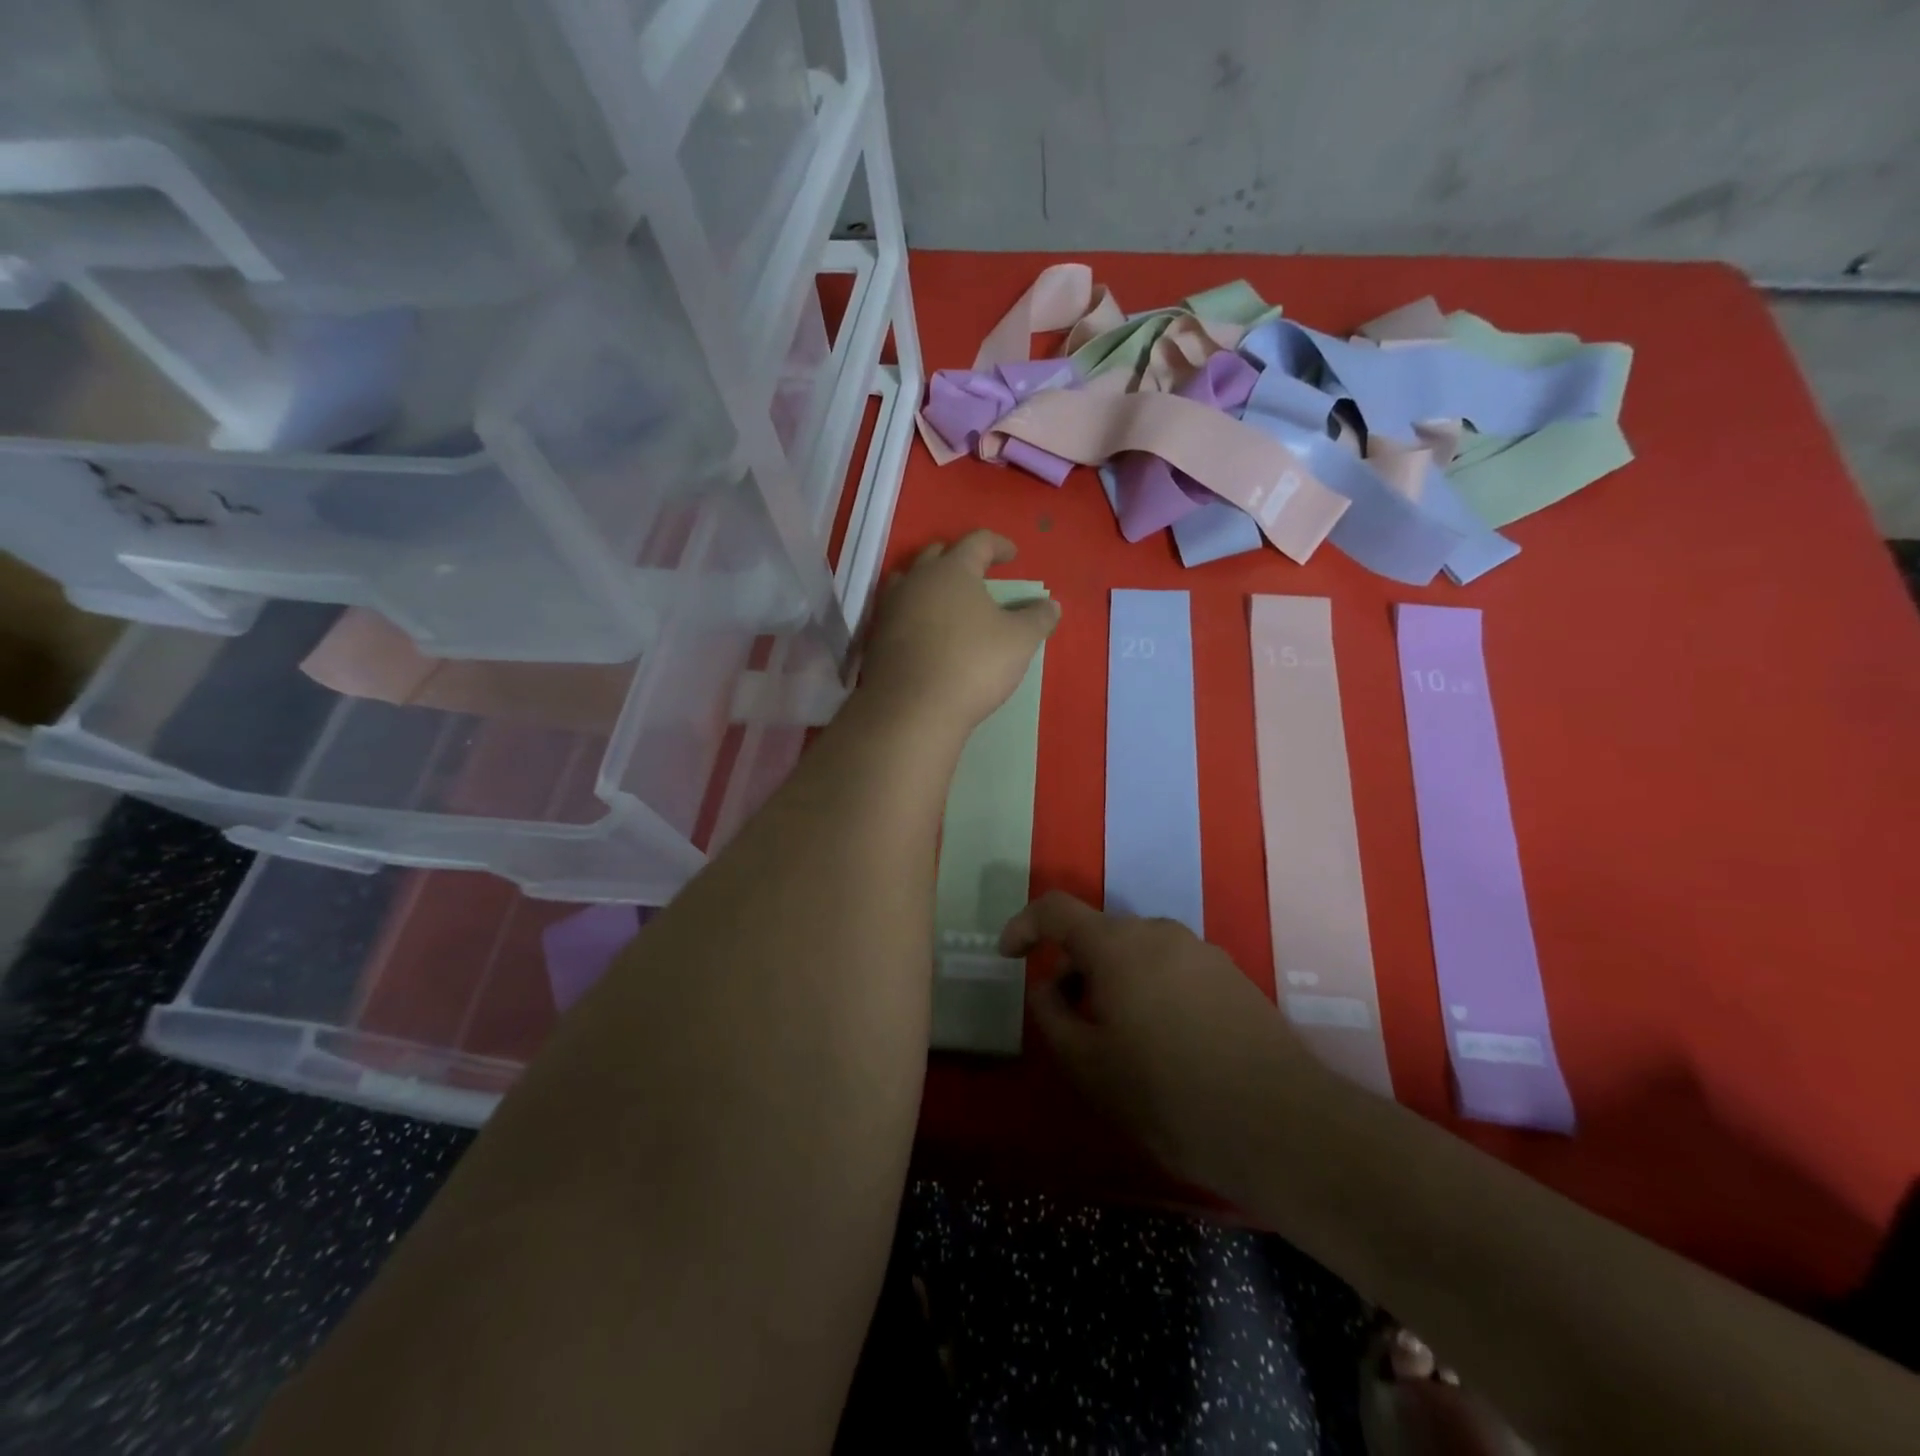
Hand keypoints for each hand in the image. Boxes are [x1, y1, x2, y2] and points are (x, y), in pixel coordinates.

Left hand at [859, 531, 1059, 732]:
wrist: (911, 709)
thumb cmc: (972, 664)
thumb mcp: (1019, 641)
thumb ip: (1038, 618)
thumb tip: (1052, 605)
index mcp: (952, 570)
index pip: (977, 541)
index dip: (999, 545)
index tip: (1013, 555)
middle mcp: (916, 580)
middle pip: (937, 555)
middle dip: (961, 559)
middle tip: (979, 575)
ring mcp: (891, 608)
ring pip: (911, 582)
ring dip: (932, 585)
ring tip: (949, 601)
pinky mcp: (877, 638)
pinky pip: (900, 613)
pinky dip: (917, 614)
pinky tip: (929, 633)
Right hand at [1001, 892, 1325, 1197]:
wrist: (1284, 1127)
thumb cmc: (1170, 1095)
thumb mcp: (1090, 1066)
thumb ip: (1052, 1016)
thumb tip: (1046, 987)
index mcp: (1118, 945)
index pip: (1056, 909)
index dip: (1024, 925)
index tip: (1009, 956)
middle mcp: (1160, 933)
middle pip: (1099, 932)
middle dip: (1071, 965)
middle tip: (1065, 1017)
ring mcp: (1202, 952)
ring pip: (1137, 951)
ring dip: (1111, 980)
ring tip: (1114, 1037)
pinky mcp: (1232, 976)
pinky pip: (1171, 968)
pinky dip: (1148, 989)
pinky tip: (1162, 1042)